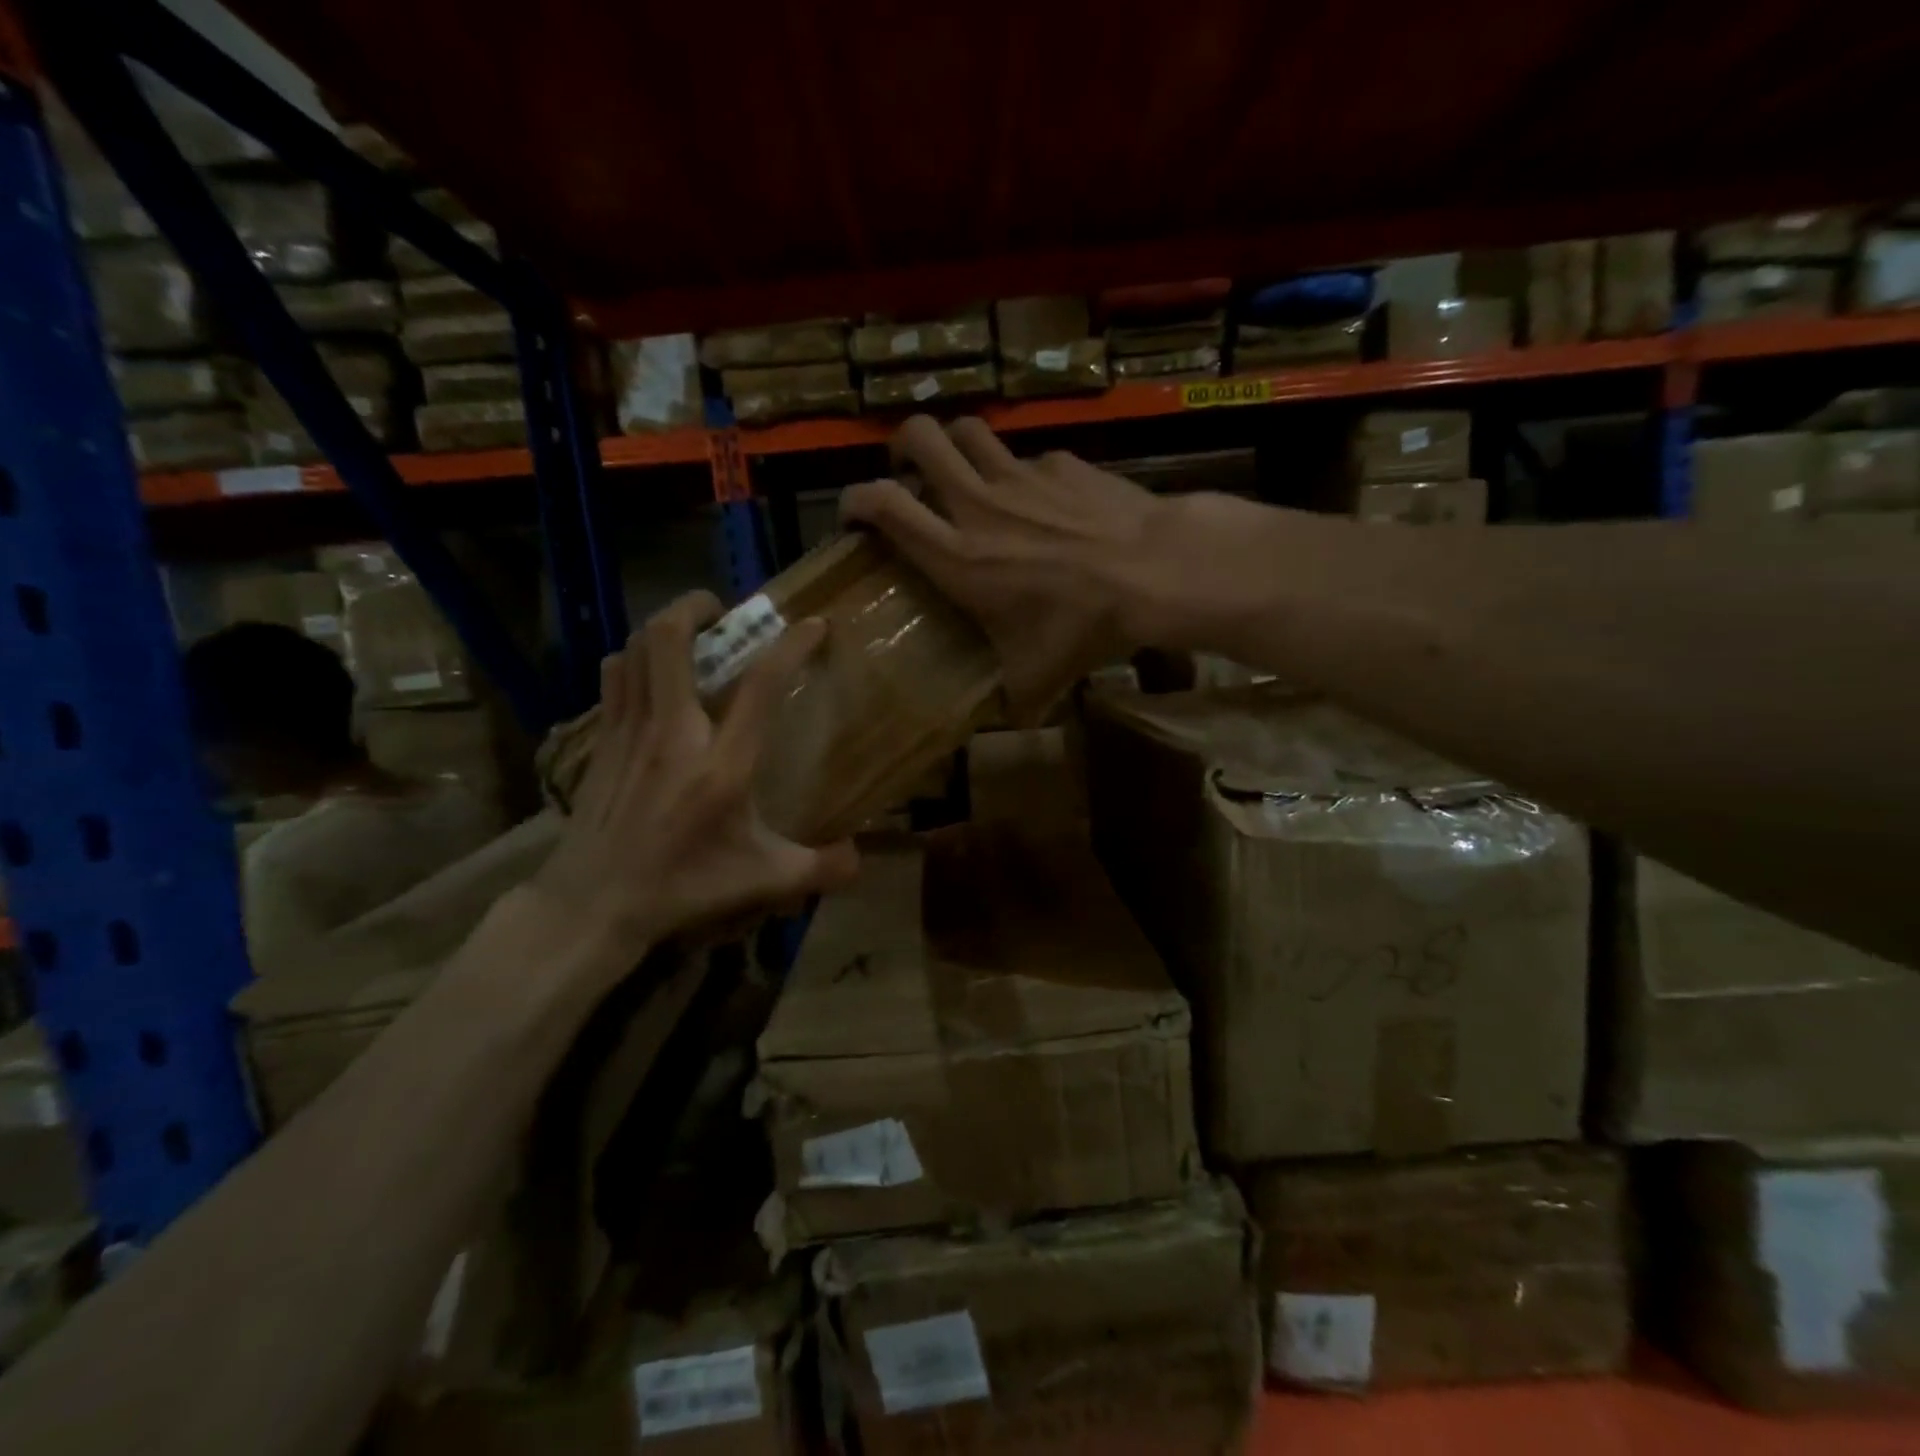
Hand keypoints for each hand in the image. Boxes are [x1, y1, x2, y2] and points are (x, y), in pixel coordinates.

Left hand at [533, 592, 859, 963]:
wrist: (594, 904)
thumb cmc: (683, 887)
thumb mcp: (762, 880)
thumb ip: (818, 868)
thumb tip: (860, 860)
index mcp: (722, 765)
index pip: (761, 685)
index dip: (791, 646)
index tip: (814, 625)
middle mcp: (674, 733)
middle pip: (669, 639)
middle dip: (696, 606)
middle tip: (723, 611)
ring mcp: (631, 732)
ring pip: (635, 649)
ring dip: (663, 629)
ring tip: (689, 635)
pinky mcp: (603, 741)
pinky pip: (614, 676)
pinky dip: (634, 660)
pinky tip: (651, 676)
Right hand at [840, 415, 1170, 719]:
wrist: (1155, 572)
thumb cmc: (1084, 626)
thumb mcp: (1037, 677)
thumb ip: (1011, 700)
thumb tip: (1006, 727)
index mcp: (957, 556)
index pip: (883, 504)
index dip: (855, 499)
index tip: (853, 515)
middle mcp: (978, 505)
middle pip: (920, 438)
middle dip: (903, 447)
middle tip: (908, 472)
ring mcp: (1021, 476)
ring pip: (970, 431)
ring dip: (956, 445)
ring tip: (964, 471)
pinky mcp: (1062, 463)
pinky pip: (1029, 457)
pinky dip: (1024, 474)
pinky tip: (1044, 501)